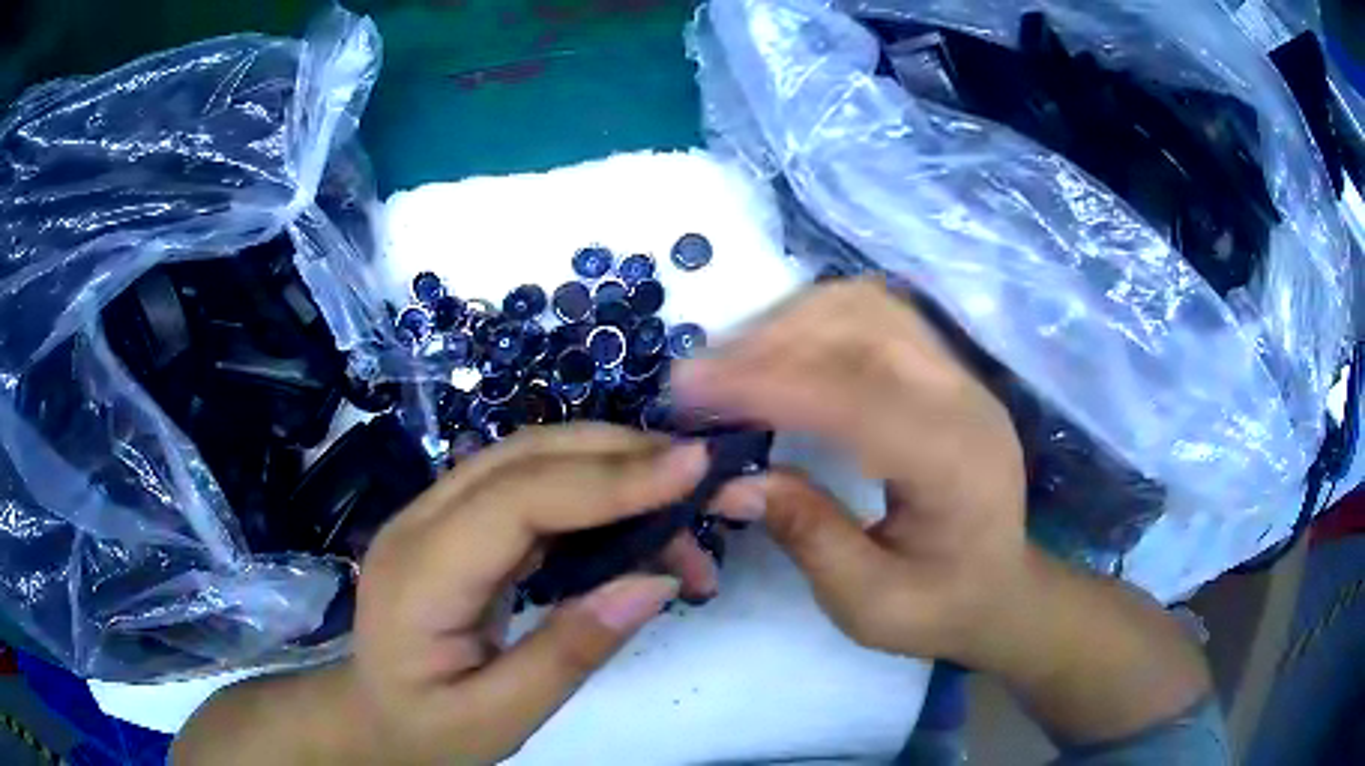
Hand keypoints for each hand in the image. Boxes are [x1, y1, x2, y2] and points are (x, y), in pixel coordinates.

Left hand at [347, 426, 726, 763]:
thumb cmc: (428, 731)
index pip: (518, 499)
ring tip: (681, 513)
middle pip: (524, 457)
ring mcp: (432, 516)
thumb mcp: (500, 717)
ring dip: (610, 470)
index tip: (694, 468)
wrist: (372, 719)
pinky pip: (528, 488)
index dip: (607, 477)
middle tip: (704, 482)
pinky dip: (589, 494)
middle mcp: (420, 523)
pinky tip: (631, 524)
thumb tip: (653, 584)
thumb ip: (570, 652)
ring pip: (529, 461)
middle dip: (620, 456)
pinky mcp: (455, 526)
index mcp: (420, 575)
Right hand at [676, 279, 1029, 666]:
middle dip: (769, 341)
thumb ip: (808, 536)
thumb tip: (729, 483)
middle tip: (698, 380)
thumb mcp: (869, 603)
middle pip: (863, 327)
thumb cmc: (940, 608)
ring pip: (866, 306)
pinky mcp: (943, 369)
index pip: (857, 397)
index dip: (769, 384)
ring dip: (788, 322)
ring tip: (729, 363)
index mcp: (955, 464)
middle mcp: (964, 400)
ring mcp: (958, 375)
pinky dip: (814, 320)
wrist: (1002, 589)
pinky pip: (874, 316)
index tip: (689, 390)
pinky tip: (778, 351)